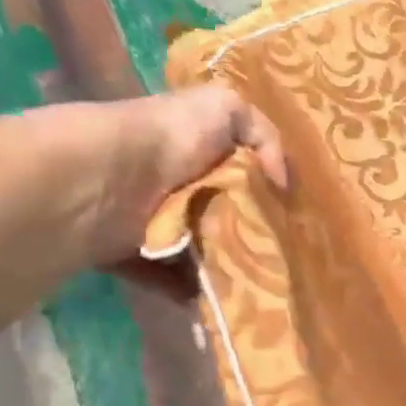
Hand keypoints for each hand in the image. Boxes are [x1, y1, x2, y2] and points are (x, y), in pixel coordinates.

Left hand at [13, 85, 286, 265]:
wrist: (113, 177)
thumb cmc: (172, 137)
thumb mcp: (227, 109)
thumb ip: (265, 135)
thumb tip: (282, 183)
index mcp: (193, 147)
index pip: (236, 170)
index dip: (264, 192)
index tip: (292, 219)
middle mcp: (172, 183)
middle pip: (220, 215)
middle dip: (247, 235)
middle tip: (278, 258)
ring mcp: (151, 221)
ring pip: (197, 249)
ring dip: (221, 267)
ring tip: (254, 284)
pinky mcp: (133, 255)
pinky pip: (168, 279)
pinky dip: (189, 290)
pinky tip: (217, 296)